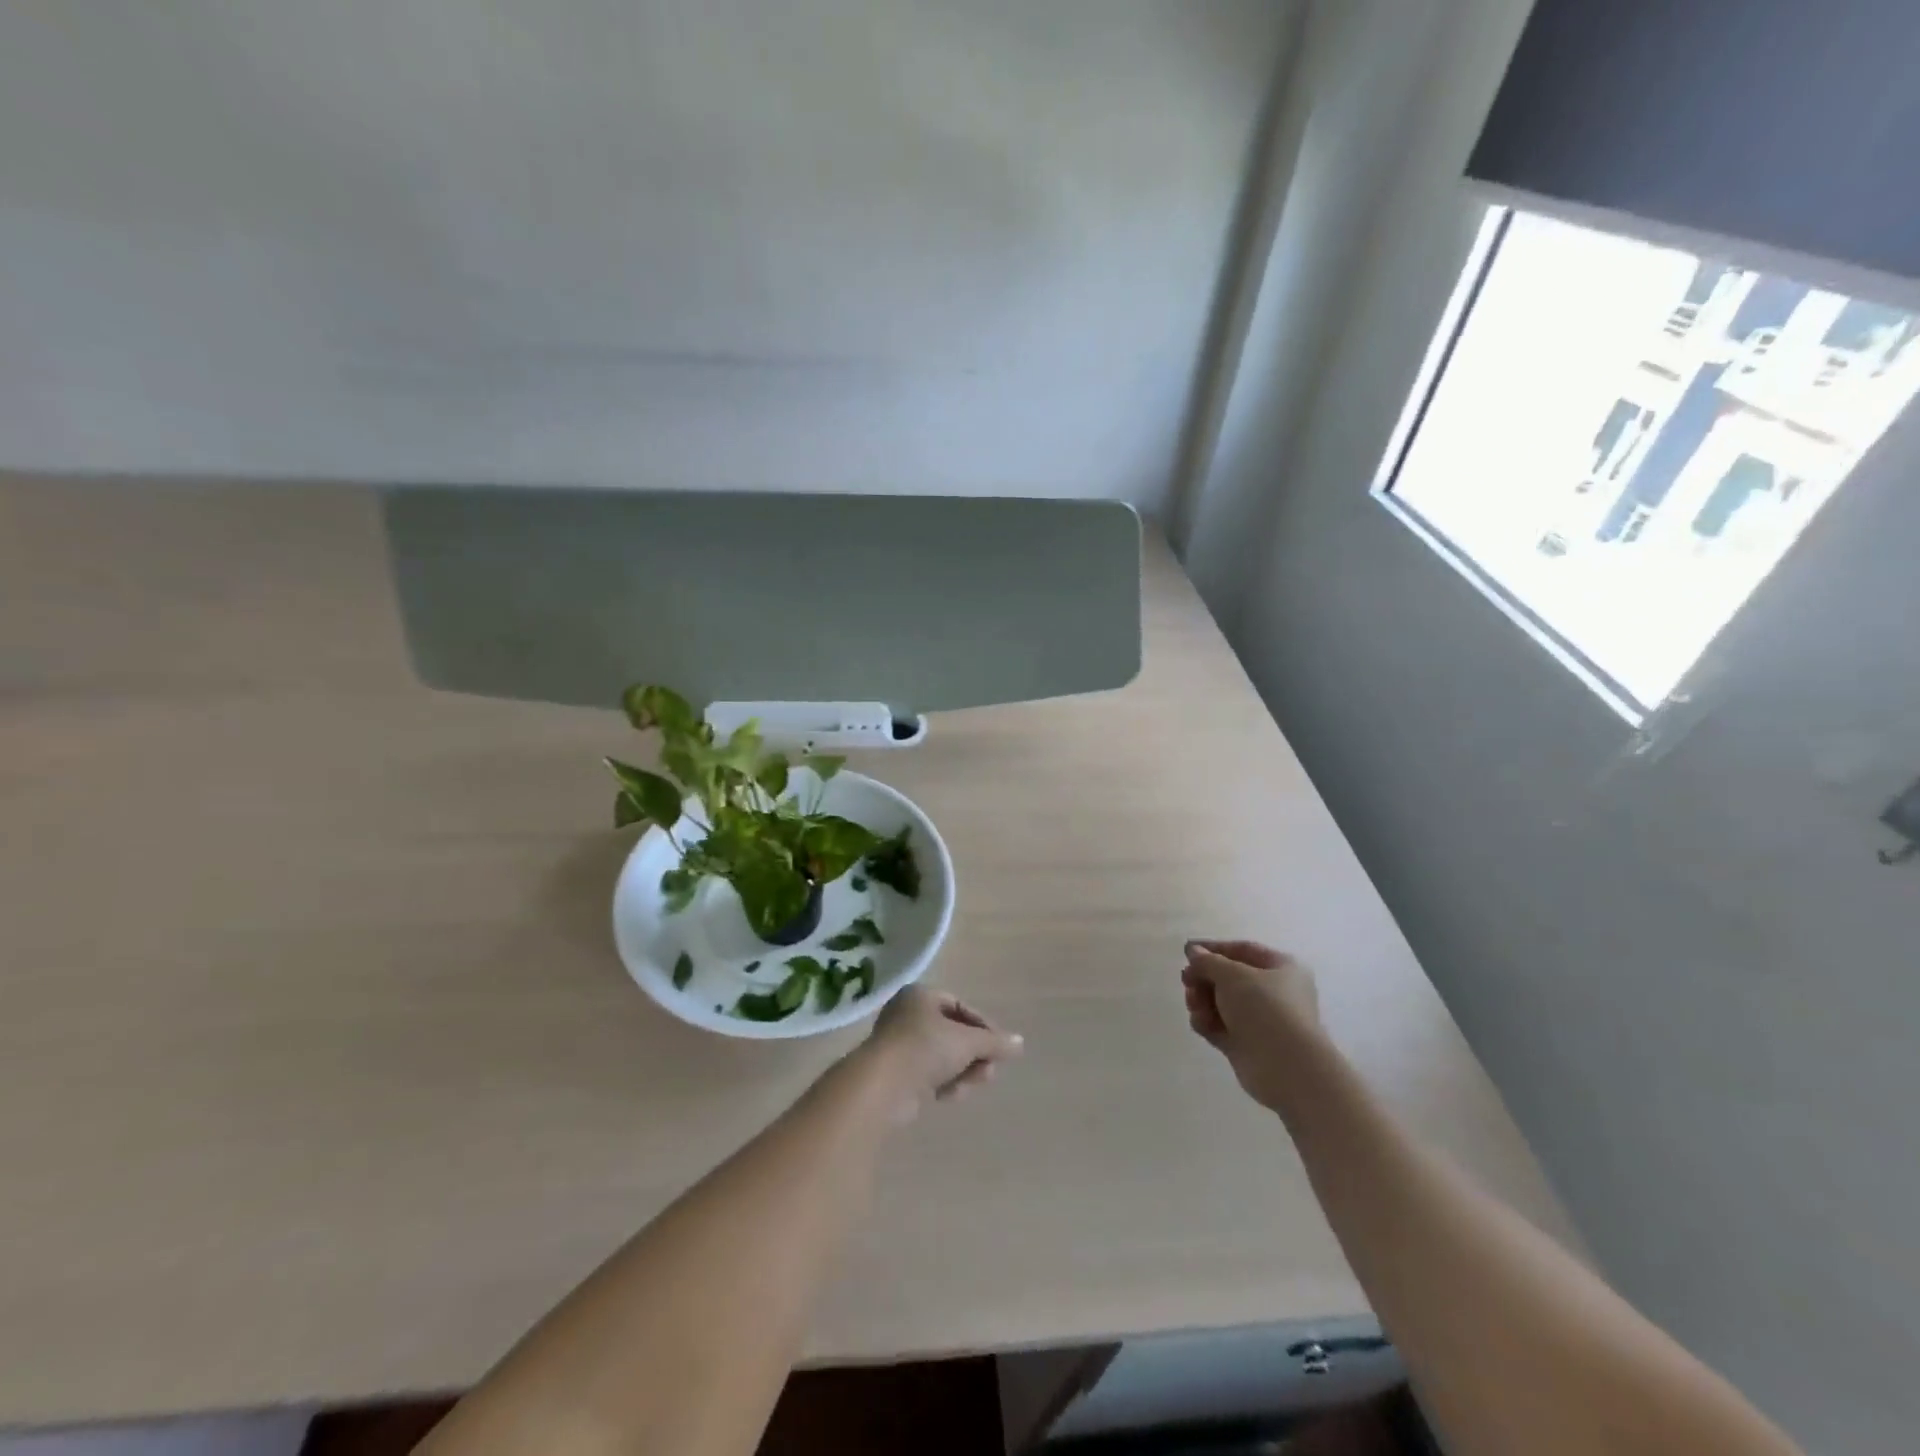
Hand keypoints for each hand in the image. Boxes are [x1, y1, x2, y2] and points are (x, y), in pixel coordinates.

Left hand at [857, 987, 1022, 1121]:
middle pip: (952, 1034)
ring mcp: (900, 1045)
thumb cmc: (925, 1048)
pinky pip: (929, 1075)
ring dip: (962, 1070)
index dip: (983, 1026)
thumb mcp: (966, 1041)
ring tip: (974, 1083)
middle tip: (989, 1070)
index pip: (959, 1006)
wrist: (883, 1086)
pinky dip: (944, 1083)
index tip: (1000, 1047)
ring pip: (943, 1057)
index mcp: (920, 996)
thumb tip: (1019, 1043)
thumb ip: (994, 1042)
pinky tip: (951, 1095)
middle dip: (973, 1053)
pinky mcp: (897, 1074)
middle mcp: (907, 1015)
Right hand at [1181, 939, 1321, 1113]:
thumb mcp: (1232, 975)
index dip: (1213, 948)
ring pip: (1222, 1003)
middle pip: (1229, 978)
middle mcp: (1274, 992)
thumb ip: (1208, 961)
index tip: (1186, 952)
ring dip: (1202, 1001)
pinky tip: (1200, 1023)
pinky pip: (1221, 1026)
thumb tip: (1193, 951)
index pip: (1243, 950)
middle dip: (1204, 979)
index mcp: (1282, 968)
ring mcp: (1260, 1020)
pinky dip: (1207, 1022)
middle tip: (1186, 981)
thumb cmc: (1265, 1008)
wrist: (1286, 1067)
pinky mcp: (1247, 1045)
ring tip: (1194, 1006)